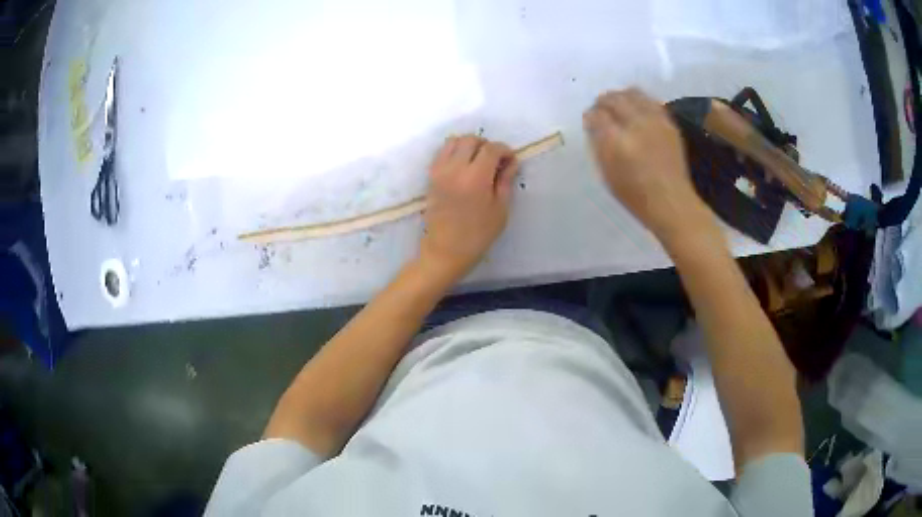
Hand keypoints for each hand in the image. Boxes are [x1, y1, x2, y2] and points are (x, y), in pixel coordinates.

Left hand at [418, 135, 519, 281]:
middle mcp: (455, 169)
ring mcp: (440, 171)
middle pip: (471, 139)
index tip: (511, 161)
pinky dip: (454, 152)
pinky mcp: (431, 176)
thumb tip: (511, 162)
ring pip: (453, 141)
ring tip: (478, 161)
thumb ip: (505, 181)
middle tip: (495, 161)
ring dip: (468, 145)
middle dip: (486, 145)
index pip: (491, 149)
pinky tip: (463, 166)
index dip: (504, 151)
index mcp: (475, 178)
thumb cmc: (478, 235)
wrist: (446, 250)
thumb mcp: (500, 209)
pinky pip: (442, 153)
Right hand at [583, 89, 716, 245]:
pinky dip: (639, 100)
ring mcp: (655, 121)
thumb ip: (598, 144)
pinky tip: (636, 108)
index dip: (590, 116)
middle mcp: (635, 125)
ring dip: (621, 96)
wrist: (671, 202)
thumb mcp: (607, 174)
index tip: (589, 120)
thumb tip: (593, 124)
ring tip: (617, 105)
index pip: (596, 115)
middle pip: (613, 99)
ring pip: (632, 94)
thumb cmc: (635, 195)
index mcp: (616, 141)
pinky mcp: (668, 123)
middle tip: (600, 110)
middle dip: (603, 102)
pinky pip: (650, 101)